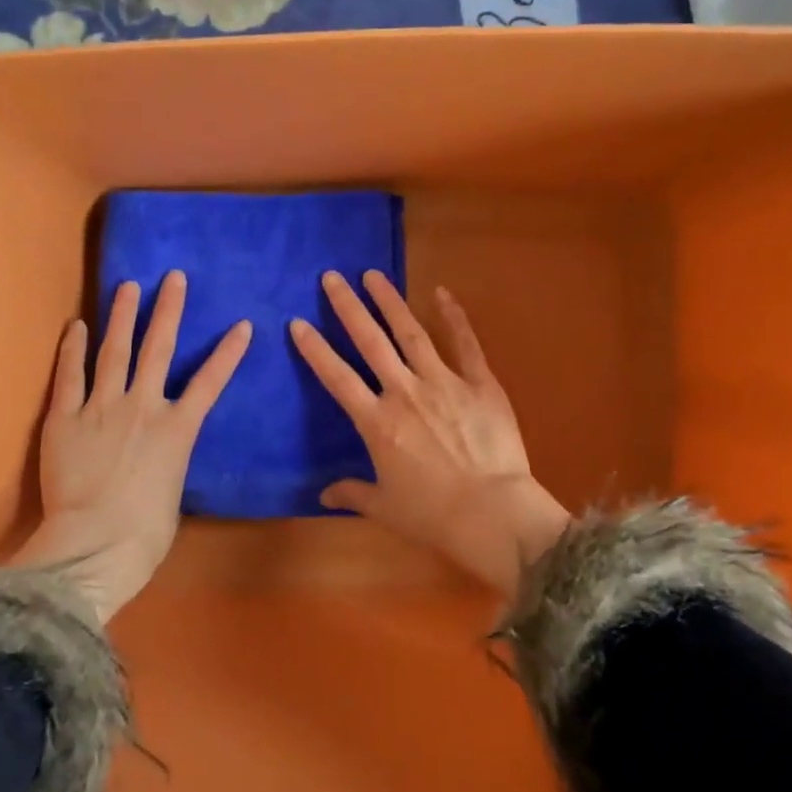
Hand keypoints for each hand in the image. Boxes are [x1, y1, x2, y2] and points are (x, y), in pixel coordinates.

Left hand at [14, 271, 251, 623]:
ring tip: (128, 286)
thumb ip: (167, 462)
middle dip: (168, 310)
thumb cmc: (144, 533)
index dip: (228, 352)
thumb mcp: (171, 493)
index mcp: (177, 430)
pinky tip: (77, 325)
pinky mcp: (64, 418)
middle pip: (158, 349)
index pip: (210, 382)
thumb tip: (159, 456)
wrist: (94, 545)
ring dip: (122, 316)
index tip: (242, 324)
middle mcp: (142, 407)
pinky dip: (73, 348)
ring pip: (115, 351)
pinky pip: (69, 375)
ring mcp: (101, 408)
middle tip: (173, 278)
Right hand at [290, 271, 568, 594]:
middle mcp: (404, 392)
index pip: (337, 377)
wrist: (493, 514)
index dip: (315, 349)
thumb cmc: (433, 515)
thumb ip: (352, 493)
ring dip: (390, 302)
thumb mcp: (384, 507)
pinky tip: (441, 292)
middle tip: (332, 277)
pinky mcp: (480, 384)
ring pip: (411, 333)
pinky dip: (453, 316)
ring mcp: (444, 383)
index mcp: (377, 422)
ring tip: (373, 275)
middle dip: (348, 307)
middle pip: (370, 341)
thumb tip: (323, 494)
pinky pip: (465, 343)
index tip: (298, 322)